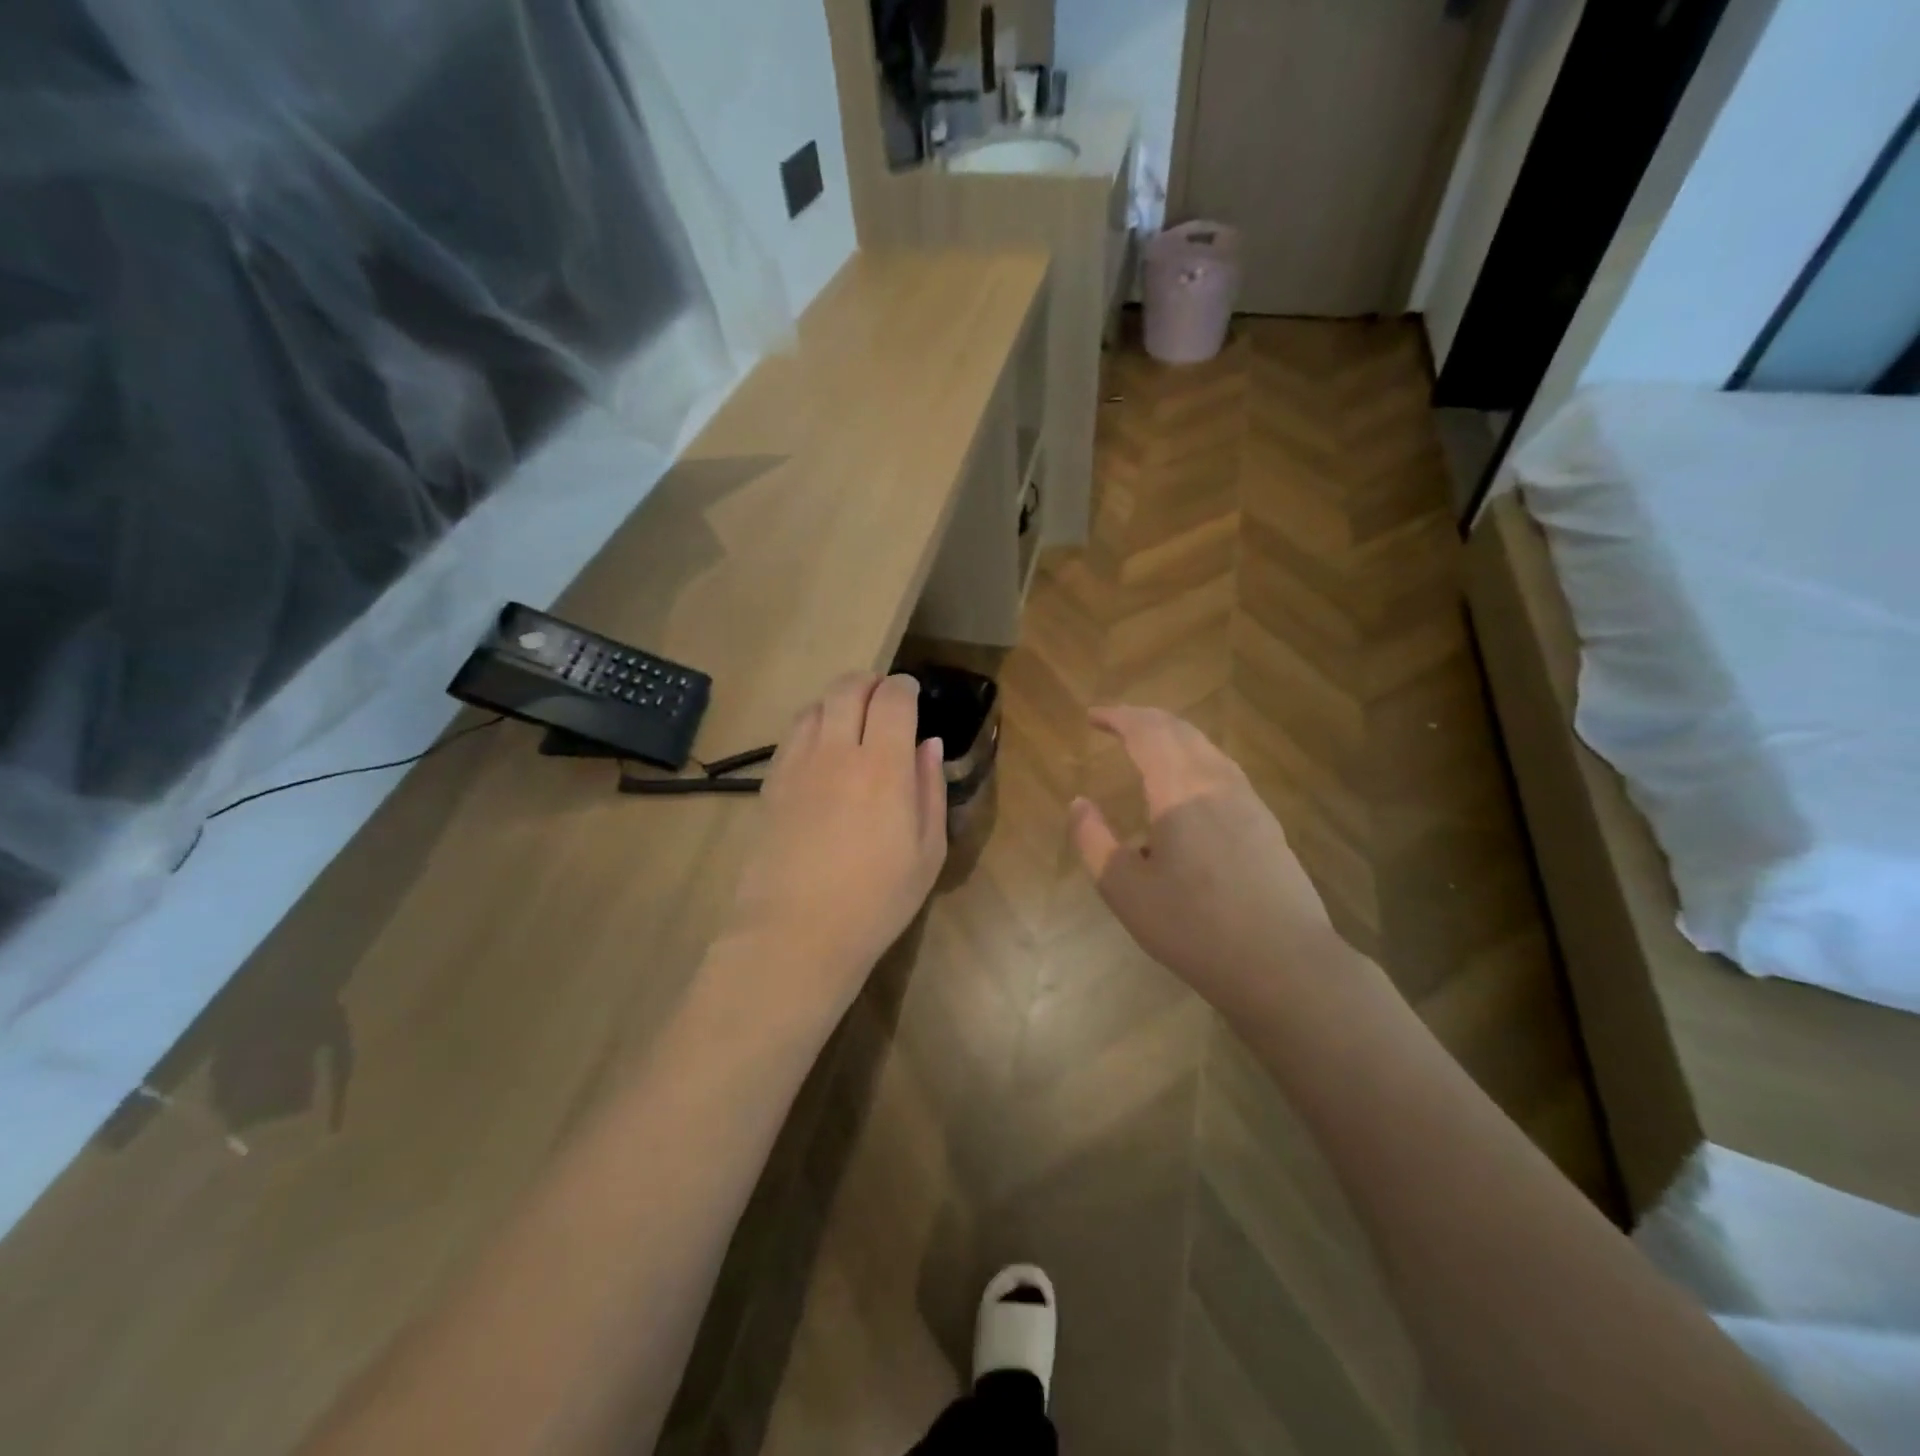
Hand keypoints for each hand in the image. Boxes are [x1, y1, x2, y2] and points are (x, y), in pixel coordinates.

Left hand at [722, 674, 947, 1021]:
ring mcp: (798, 765)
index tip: (912, 694)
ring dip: (838, 700)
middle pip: (848, 689)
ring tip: (852, 718)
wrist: (796, 933)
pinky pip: (792, 735)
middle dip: (869, 681)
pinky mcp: (772, 784)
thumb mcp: (927, 852)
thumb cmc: (876, 901)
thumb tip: (928, 744)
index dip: (905, 688)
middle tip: (883, 695)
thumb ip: (930, 790)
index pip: (893, 699)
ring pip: (816, 706)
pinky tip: (821, 748)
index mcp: (884, 767)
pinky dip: (812, 725)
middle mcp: (839, 753)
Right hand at [1069, 707, 1353, 1019]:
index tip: (1092, 716)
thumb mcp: (1125, 891)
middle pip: (1180, 731)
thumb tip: (1078, 804)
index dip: (1118, 717)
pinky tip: (1187, 786)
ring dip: (1172, 736)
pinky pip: (1223, 770)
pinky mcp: (1266, 823)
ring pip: (1207, 748)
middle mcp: (1217, 783)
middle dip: (1145, 719)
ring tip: (1147, 746)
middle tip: (1116, 722)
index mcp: (1180, 791)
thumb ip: (1094, 841)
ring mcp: (1248, 801)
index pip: (1147, 732)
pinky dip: (1194, 758)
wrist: (1284, 964)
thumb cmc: (1194, 928)